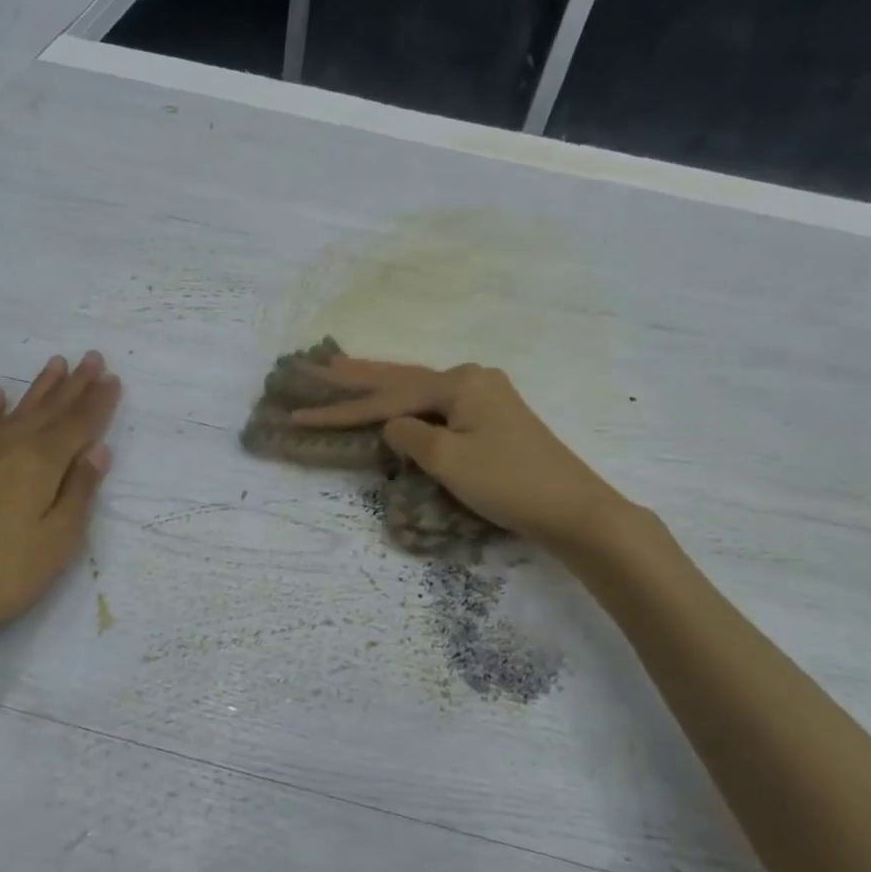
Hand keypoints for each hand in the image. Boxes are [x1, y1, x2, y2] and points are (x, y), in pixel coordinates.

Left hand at [0, 351, 121, 668]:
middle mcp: (7, 449)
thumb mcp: (56, 543)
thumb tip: (98, 449)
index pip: (77, 426)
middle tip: (92, 357)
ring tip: (56, 364)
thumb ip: (79, 492)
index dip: (98, 403)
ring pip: (14, 413)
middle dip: (74, 385)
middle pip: (48, 411)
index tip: (114, 379)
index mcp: (39, 466)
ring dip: (39, 389)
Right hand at [287, 356, 639, 551]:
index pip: (386, 398)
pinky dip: (407, 402)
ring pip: (418, 388)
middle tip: (316, 364)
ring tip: (343, 370)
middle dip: (356, 376)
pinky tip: (395, 399)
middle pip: (400, 378)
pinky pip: (437, 404)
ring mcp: (484, 397)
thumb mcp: (448, 461)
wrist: (572, 507)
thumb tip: (393, 426)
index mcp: (459, 383)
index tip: (299, 414)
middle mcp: (471, 379)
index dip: (341, 409)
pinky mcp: (491, 419)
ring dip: (380, 383)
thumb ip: (410, 436)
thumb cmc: (508, 481)